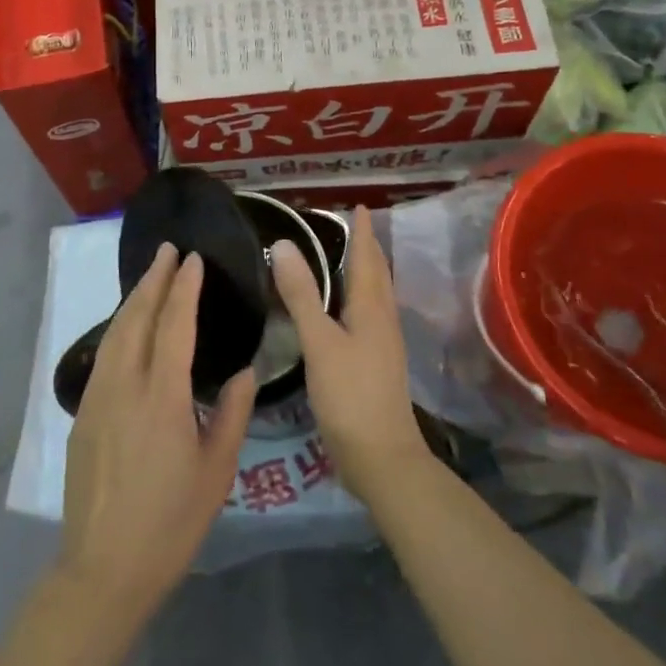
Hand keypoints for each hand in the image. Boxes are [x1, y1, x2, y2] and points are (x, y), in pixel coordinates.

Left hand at [60, 245, 255, 620]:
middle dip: (153, 280)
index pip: (174, 325)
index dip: (184, 288)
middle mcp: (125, 386)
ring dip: (133, 300)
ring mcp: (98, 398)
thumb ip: (232, 414)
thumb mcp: (216, 471)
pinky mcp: (83, 415)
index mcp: (162, 397)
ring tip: (150, 278)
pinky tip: (128, 328)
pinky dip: (119, 328)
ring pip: (114, 333)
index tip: (192, 259)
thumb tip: (243, 371)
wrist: (104, 568)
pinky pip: (104, 355)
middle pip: (137, 318)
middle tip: (168, 251)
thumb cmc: (171, 522)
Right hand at [272, 207, 430, 504]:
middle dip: (366, 248)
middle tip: (350, 226)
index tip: (358, 207)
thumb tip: (282, 245)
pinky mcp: (375, 365)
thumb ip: (301, 294)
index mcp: (372, 308)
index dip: (363, 232)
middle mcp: (382, 320)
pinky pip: (367, 316)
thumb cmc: (350, 395)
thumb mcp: (319, 341)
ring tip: (346, 259)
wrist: (382, 458)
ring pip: (374, 296)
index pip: (368, 258)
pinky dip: (356, 299)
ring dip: (364, 272)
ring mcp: (382, 344)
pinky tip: (342, 311)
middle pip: (377, 275)